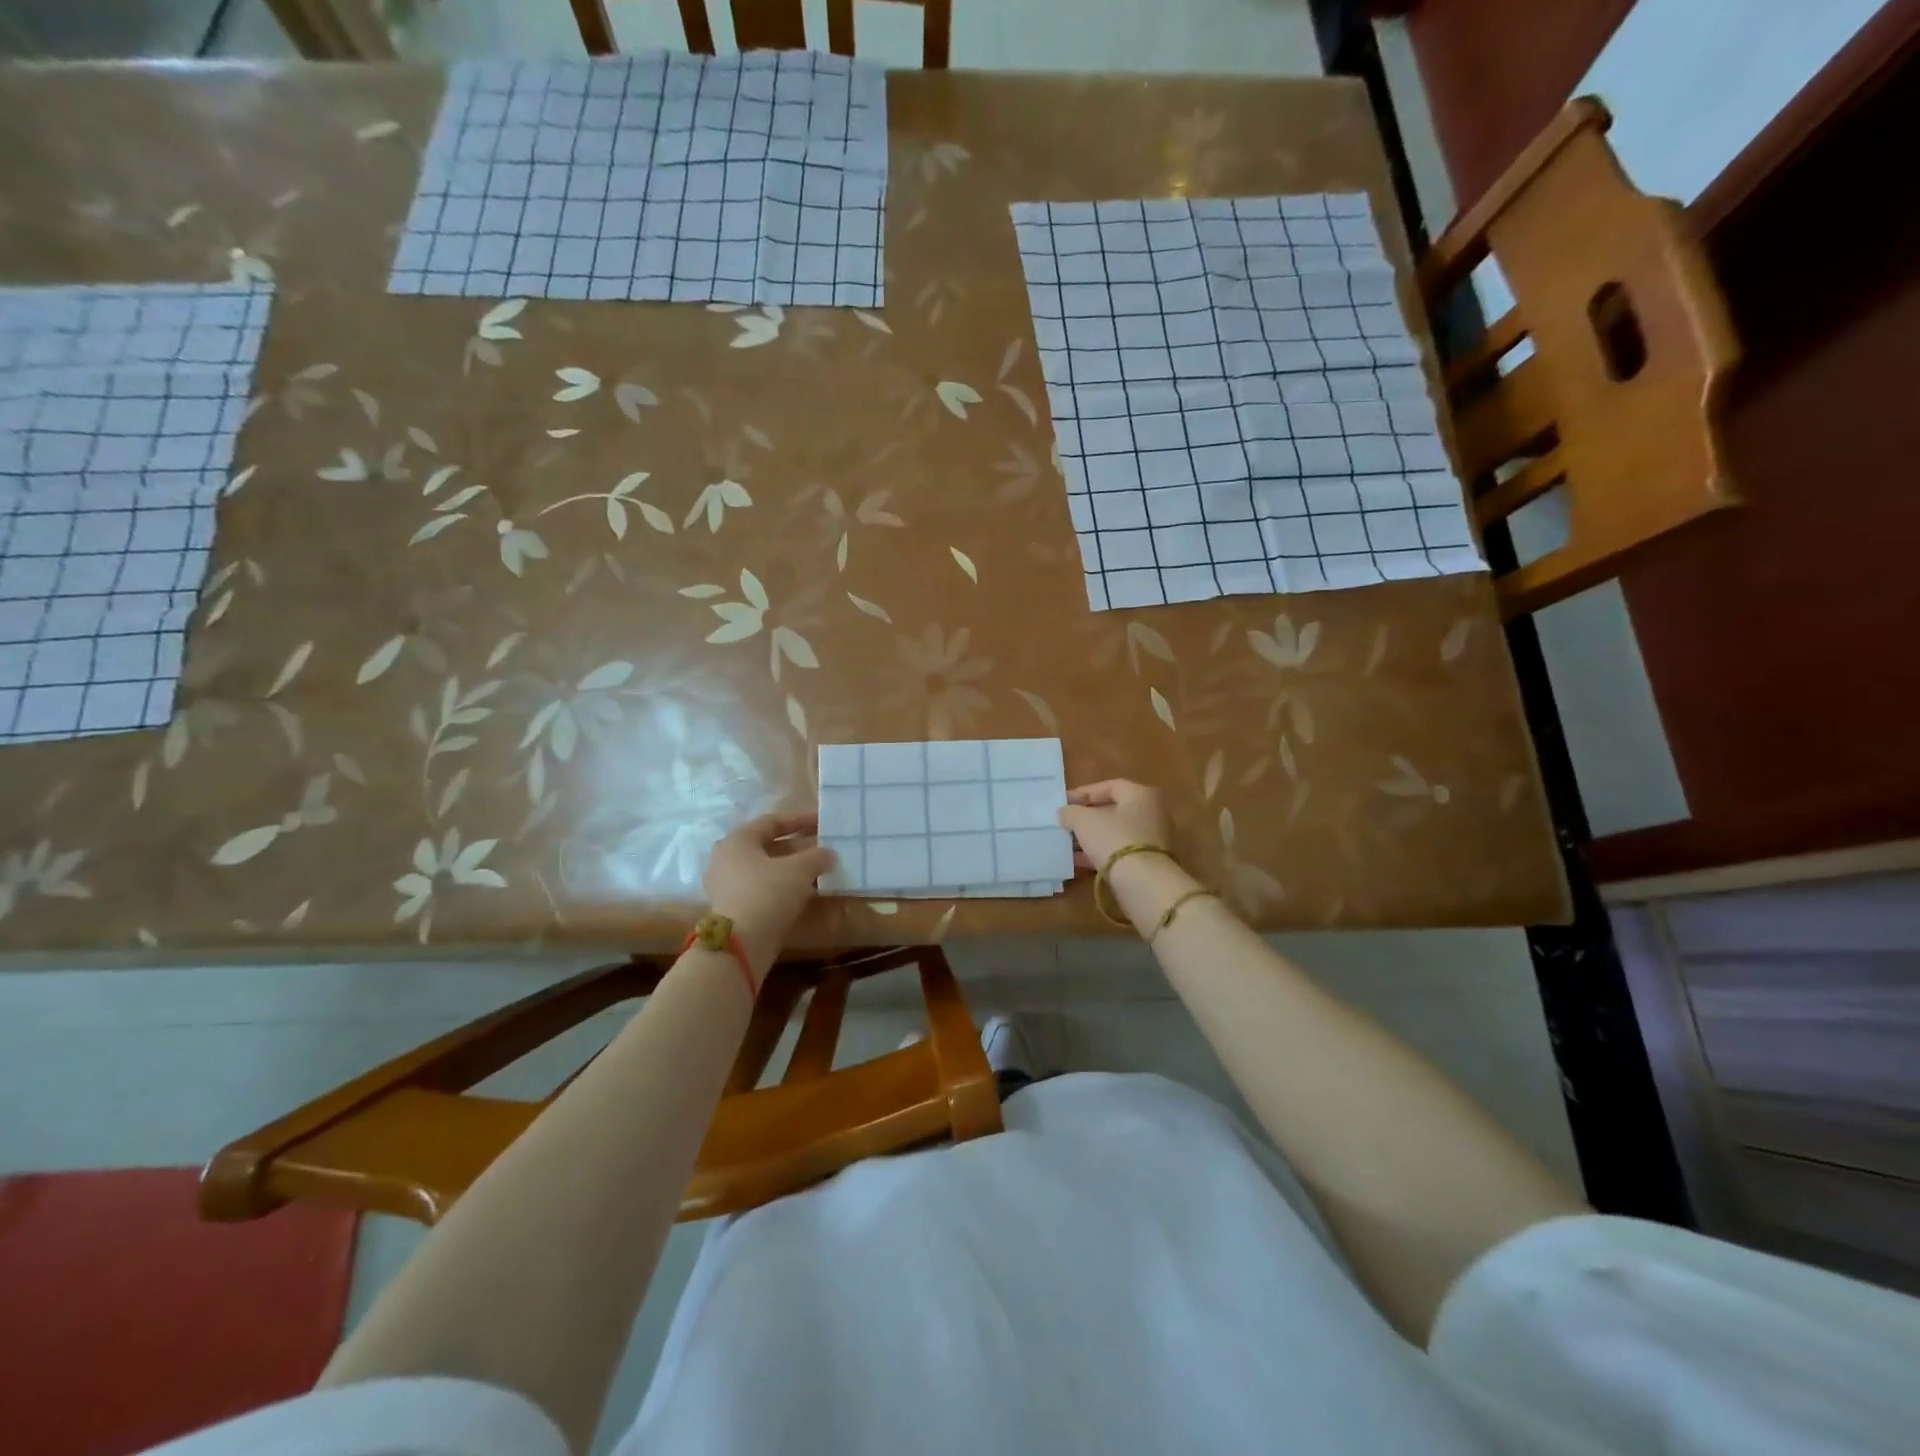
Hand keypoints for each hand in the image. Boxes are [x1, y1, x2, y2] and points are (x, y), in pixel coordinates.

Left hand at [704, 812, 835, 966]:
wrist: (741, 945)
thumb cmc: (767, 893)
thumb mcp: (799, 869)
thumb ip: (817, 856)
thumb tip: (829, 854)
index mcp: (738, 841)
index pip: (772, 822)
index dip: (800, 820)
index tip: (823, 822)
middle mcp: (728, 859)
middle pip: (770, 847)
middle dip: (800, 847)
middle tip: (825, 848)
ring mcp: (729, 886)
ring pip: (769, 870)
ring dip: (795, 870)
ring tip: (822, 871)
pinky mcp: (736, 909)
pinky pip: (765, 890)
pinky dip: (786, 888)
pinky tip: (809, 893)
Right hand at [1058, 780, 1171, 873]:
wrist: (1143, 883)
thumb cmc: (1113, 839)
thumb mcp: (1084, 821)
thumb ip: (1071, 812)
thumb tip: (1065, 812)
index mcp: (1141, 795)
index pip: (1110, 786)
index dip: (1084, 793)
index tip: (1063, 803)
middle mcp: (1152, 813)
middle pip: (1113, 811)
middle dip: (1086, 817)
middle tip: (1065, 823)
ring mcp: (1153, 839)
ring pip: (1116, 833)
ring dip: (1091, 838)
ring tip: (1066, 844)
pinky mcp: (1149, 862)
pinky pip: (1120, 852)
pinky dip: (1100, 853)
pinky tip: (1078, 861)